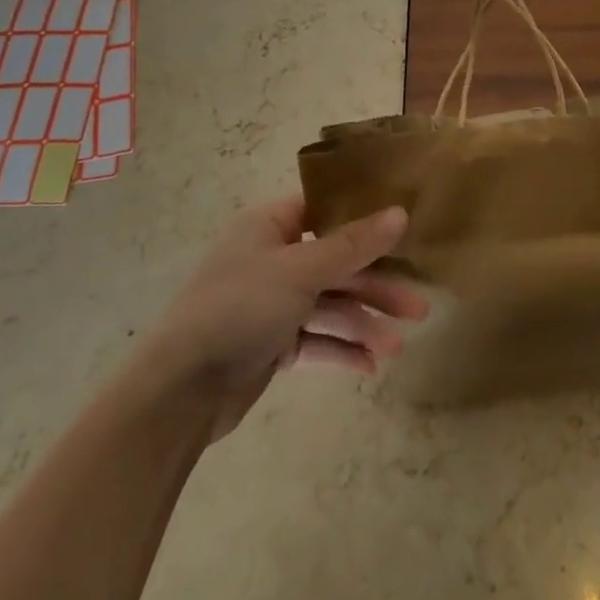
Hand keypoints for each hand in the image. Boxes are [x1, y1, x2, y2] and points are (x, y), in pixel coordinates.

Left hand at [140, 197, 426, 440]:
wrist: (180, 390)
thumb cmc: (239, 308)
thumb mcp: (301, 270)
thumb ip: (353, 245)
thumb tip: (400, 213)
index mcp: (269, 227)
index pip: (323, 210)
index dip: (363, 216)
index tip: (404, 227)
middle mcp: (272, 259)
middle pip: (336, 263)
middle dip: (376, 285)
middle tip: (419, 306)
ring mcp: (271, 304)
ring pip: (329, 305)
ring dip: (364, 323)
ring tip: (400, 345)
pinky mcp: (271, 344)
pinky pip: (315, 340)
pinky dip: (341, 350)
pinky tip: (371, 365)